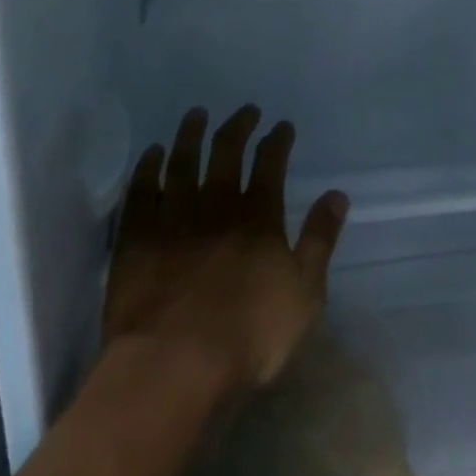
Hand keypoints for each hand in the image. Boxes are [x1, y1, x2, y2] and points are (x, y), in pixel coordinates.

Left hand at [102, 106, 348, 391]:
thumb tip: (338, 194)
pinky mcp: (138, 236)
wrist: (173, 365)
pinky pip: (142, 189)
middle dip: (239, 126)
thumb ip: (320, 240)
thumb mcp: (303, 294)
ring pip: (184, 160)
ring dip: (192, 133)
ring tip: (196, 114)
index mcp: (259, 215)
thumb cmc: (247, 335)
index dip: (278, 140)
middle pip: (228, 150)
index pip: (271, 162)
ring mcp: (174, 216)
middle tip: (245, 110)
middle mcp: (217, 203)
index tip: (282, 125)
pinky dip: (148, 166)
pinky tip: (153, 152)